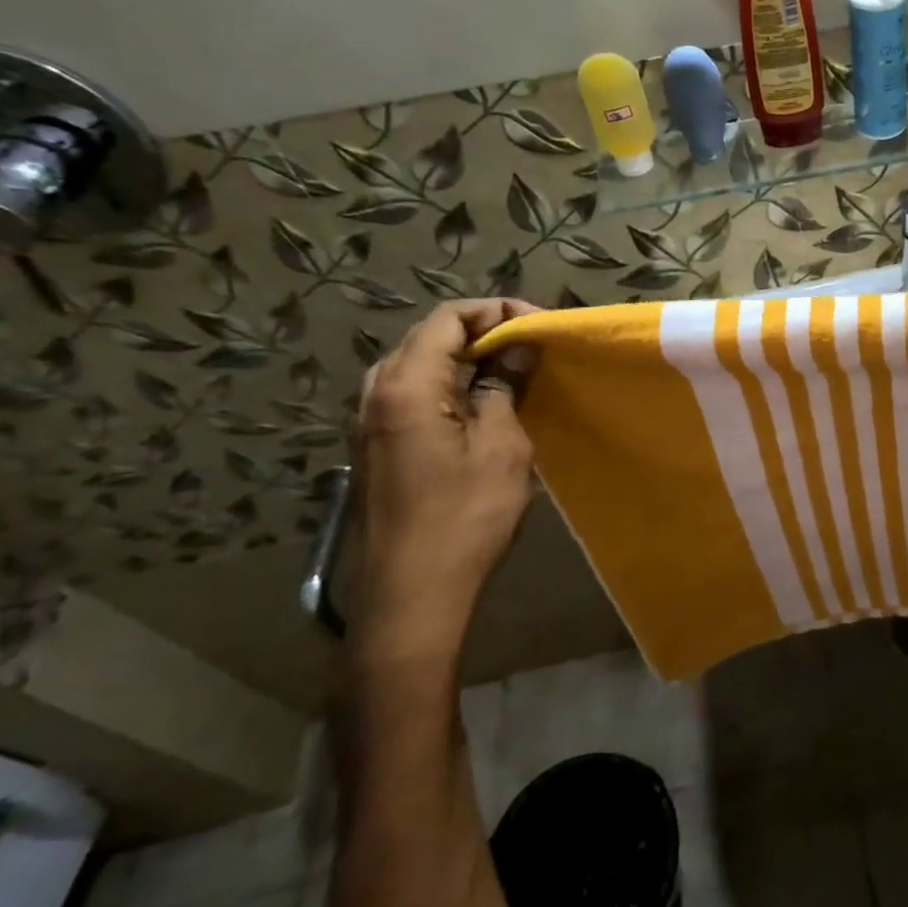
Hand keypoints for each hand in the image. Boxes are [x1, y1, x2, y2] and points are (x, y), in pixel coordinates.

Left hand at [351, 300, 538, 667]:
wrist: (412, 594)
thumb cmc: (465, 517)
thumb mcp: (501, 447)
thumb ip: (503, 389)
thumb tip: (514, 352)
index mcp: (406, 386)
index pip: (447, 319)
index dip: (495, 312)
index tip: (538, 326)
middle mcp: (376, 395)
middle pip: (427, 337)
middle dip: (480, 331)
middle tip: (528, 346)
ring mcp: (369, 424)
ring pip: (415, 365)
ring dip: (462, 358)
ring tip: (508, 371)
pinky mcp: (375, 449)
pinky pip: (409, 394)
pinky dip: (446, 385)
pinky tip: (478, 405)